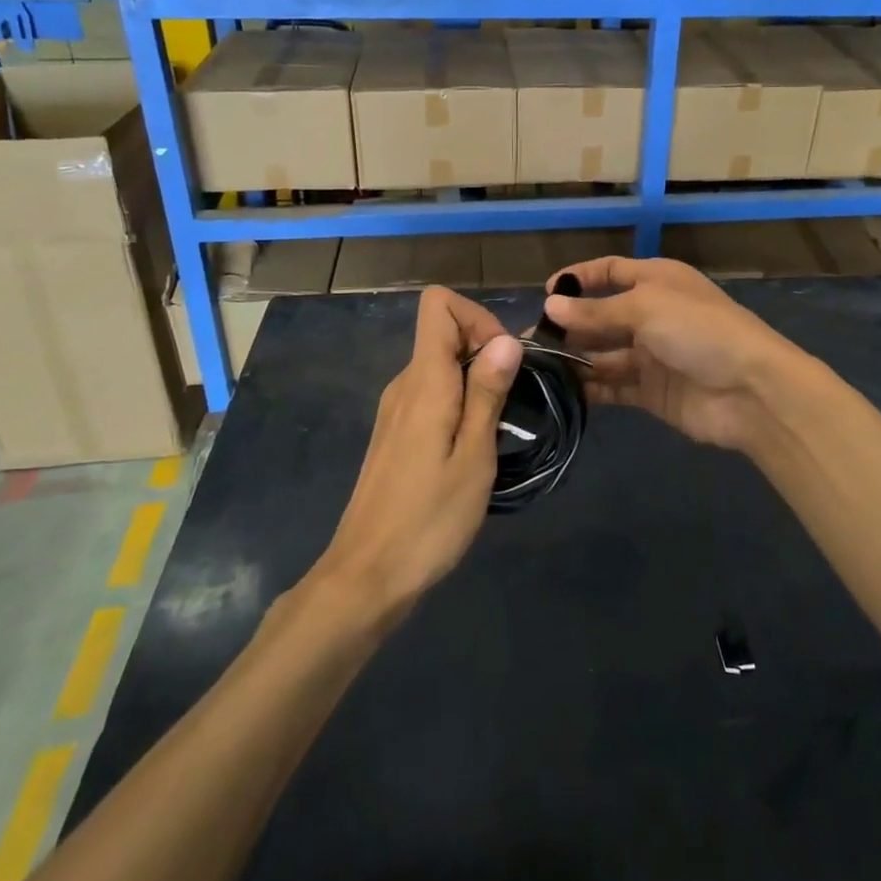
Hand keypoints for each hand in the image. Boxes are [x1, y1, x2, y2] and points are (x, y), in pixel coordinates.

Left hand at [314, 288, 521, 625]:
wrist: (367, 577)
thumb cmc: (429, 519)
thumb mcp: (473, 456)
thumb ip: (487, 392)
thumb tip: (506, 339)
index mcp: (424, 381)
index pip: (438, 304)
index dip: (477, 316)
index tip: (504, 359)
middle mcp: (405, 383)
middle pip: (444, 331)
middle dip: (486, 350)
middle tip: (513, 400)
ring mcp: (397, 408)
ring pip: (441, 363)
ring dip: (476, 379)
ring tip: (499, 427)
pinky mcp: (396, 432)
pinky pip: (432, 392)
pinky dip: (459, 400)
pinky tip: (473, 445)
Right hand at [543, 257, 809, 456]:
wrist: (751, 391)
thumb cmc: (698, 331)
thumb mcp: (645, 308)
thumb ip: (596, 312)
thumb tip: (550, 307)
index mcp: (657, 281)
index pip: (610, 271)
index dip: (579, 279)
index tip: (544, 293)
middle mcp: (652, 314)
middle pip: (602, 316)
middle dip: (570, 325)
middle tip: (531, 341)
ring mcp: (652, 355)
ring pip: (604, 353)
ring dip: (575, 359)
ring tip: (537, 369)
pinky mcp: (652, 391)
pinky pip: (614, 386)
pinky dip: (590, 389)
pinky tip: (561, 393)